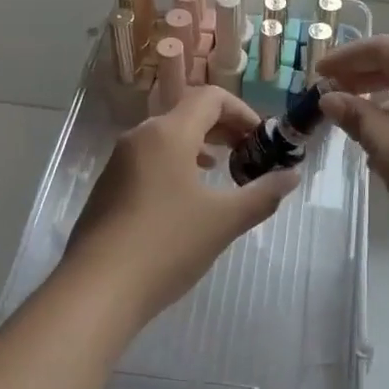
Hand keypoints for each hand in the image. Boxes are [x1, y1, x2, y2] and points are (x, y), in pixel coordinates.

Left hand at [62, 87, 299, 323]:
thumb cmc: (167, 245)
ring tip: (221, 172)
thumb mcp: (224, 220)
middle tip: (248, 154)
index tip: (262, 139)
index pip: (211, 98)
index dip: (242, 111)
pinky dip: (175, 164)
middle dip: (223, 128)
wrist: (96, 290)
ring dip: (198, 146)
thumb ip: (263, 194)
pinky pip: (149, 159)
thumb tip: (292, 176)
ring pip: (166, 137)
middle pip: (187, 113)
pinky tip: (185, 198)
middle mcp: (140, 137)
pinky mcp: (108, 187)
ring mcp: (119, 162)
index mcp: (168, 133)